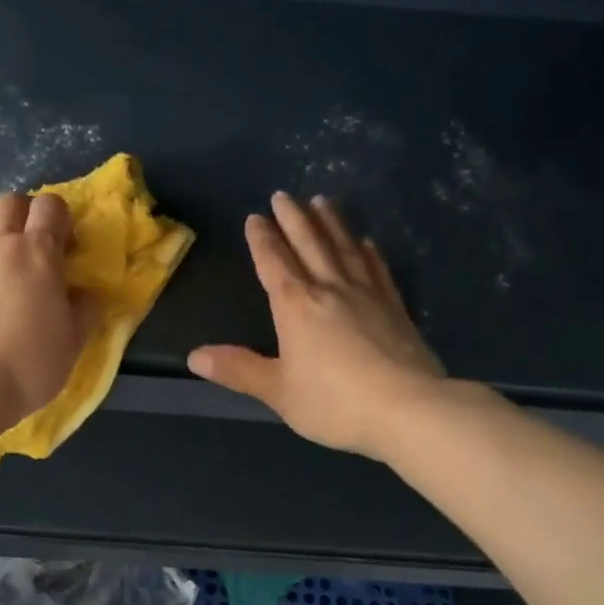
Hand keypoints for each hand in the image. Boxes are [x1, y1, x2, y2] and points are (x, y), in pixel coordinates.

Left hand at [0, 192, 99, 426]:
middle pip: (9, 203)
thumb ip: (84, 309)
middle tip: (31, 242)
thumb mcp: (74, 342)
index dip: (60, 217)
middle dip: (24, 212)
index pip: (50, 207)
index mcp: (37, 254)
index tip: (64, 244)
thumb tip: (84, 292)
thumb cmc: (29, 366)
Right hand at [188, 193, 448, 459]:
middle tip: (284, 195)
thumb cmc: (334, 402)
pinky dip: (368, 253)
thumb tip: (194, 356)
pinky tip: (367, 243)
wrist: (408, 409)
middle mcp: (330, 290)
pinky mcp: (395, 308)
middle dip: (293, 219)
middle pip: (309, 245)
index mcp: (296, 306)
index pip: (274, 263)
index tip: (255, 217)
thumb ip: (239, 370)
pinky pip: (377, 270)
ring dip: (331, 224)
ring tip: (323, 201)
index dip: (262, 240)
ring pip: (344, 249)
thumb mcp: (278, 391)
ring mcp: (367, 295)